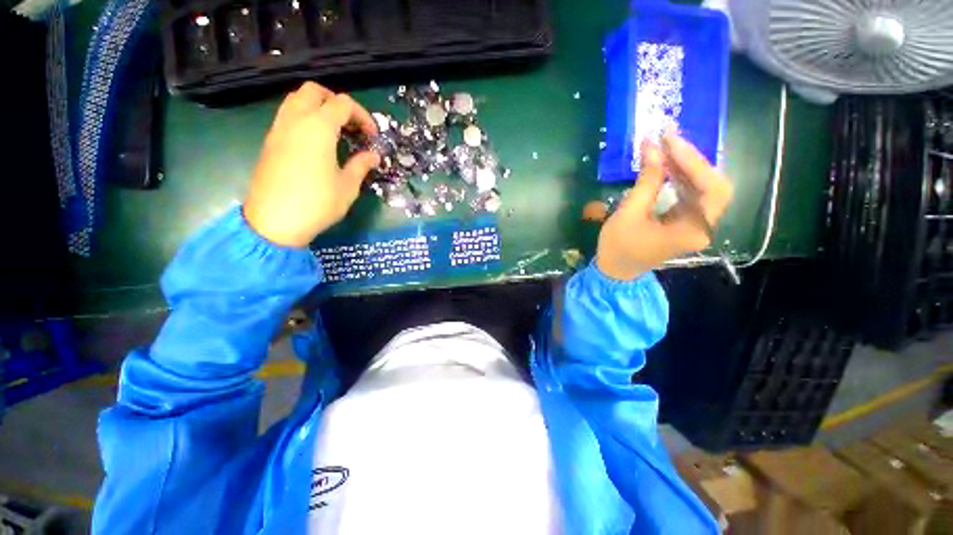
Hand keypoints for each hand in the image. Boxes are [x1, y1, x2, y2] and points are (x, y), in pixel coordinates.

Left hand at [243, 82, 379, 247]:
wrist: (275, 220)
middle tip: (351, 124)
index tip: (372, 136)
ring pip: (297, 100)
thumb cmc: (318, 203)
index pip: (342, 104)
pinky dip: (305, 118)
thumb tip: (373, 155)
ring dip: (318, 107)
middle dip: (337, 102)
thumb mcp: (348, 186)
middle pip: (314, 91)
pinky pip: (288, 115)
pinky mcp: (270, 141)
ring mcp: (279, 129)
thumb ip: (361, 165)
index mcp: (318, 128)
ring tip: (335, 131)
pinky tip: (316, 142)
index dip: (362, 116)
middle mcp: (296, 120)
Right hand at [596, 132, 733, 279]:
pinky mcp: (685, 222)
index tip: (670, 141)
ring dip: (686, 167)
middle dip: (693, 161)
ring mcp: (696, 225)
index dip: (694, 161)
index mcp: (693, 230)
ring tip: (666, 148)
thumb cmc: (619, 246)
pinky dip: (681, 178)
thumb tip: (653, 147)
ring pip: (703, 188)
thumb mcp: (629, 213)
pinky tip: (668, 166)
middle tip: (670, 141)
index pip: (711, 188)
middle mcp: (703, 227)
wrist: (615, 270)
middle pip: (714, 186)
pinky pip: (691, 195)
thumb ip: (647, 181)